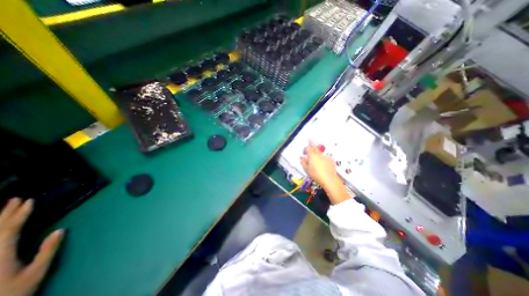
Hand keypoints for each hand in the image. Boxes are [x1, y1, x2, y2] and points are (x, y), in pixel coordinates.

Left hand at [0, 198, 63, 295]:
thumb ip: (47, 251)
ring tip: (3, 208)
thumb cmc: (13, 293)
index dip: (21, 214)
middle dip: (5, 213)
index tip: (30, 201)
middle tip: (15, 199)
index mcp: (0, 255)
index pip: (10, 229)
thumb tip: (61, 230)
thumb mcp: (35, 273)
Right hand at [301, 142, 338, 189]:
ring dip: (318, 154)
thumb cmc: (316, 174)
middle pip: (315, 148)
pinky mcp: (331, 160)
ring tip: (316, 161)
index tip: (309, 139)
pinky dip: (323, 158)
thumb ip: (303, 162)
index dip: (309, 143)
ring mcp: (326, 156)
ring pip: (320, 153)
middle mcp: (319, 154)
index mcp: (312, 155)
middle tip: (311, 150)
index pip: (310, 147)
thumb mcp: (307, 169)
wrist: (329, 179)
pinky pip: (325, 157)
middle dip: (313, 148)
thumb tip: (302, 157)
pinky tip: (322, 164)